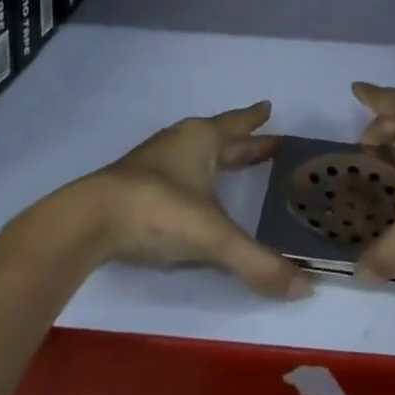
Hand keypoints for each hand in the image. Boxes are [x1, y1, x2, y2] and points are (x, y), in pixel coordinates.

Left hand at [78, 102, 309, 299]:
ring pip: (195, 154)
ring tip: (233, 165)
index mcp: (202, 139)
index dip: (254, 119)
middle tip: (268, 143)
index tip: (268, 106)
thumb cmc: (159, 210)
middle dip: (244, 143)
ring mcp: (153, 163)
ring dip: (217, 158)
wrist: (89, 220)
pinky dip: (194, 177)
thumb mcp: (213, 236)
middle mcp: (179, 143)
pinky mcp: (134, 186)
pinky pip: (176, 173)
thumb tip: (305, 287)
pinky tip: (194, 194)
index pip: (236, 124)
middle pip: (219, 138)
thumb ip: (257, 262)